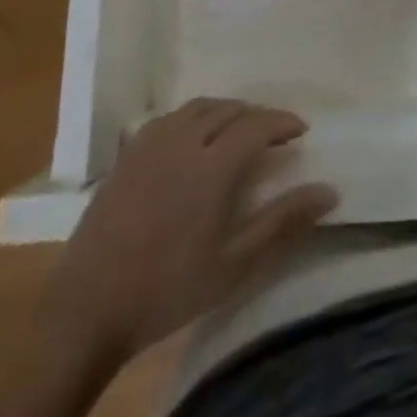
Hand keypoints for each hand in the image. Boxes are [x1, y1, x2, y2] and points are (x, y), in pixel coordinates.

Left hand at [43, 98, 339, 366]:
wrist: (86, 309)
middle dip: (256, 115)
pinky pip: (167, 118)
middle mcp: (184, 140)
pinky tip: (190, 139)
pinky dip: (190, 118)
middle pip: (229, 109)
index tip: (301, 130)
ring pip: (197, 107)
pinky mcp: (127, 155)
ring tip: (236, 130)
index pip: (258, 124)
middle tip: (272, 134)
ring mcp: (151, 143)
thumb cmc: (168, 289)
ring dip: (224, 111)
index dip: (283, 121)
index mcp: (213, 164)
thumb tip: (330, 191)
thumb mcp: (234, 265)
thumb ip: (283, 222)